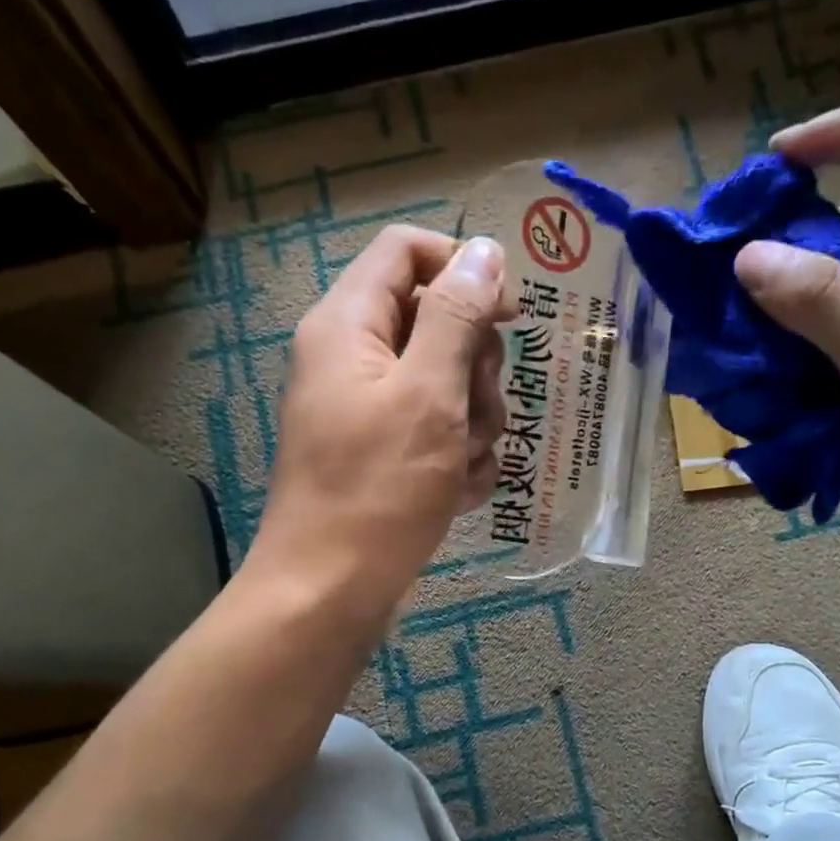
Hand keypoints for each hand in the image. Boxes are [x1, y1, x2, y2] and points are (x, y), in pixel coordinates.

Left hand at [250, 227, 508, 617]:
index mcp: (349, 323)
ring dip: (475, 421)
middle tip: (476, 411)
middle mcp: (354, 356)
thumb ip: (457, 315)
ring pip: (448, 382)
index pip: (408, 250)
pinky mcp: (385, 452)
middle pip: (436, 319)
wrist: (332, 590)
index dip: (463, 270)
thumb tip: (485, 251)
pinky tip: (458, 492)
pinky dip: (458, 458)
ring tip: (464, 464)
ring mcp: (370, 408)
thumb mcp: (429, 393)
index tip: (508, 316)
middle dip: (475, 367)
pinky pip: (439, 431)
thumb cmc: (379, 488)